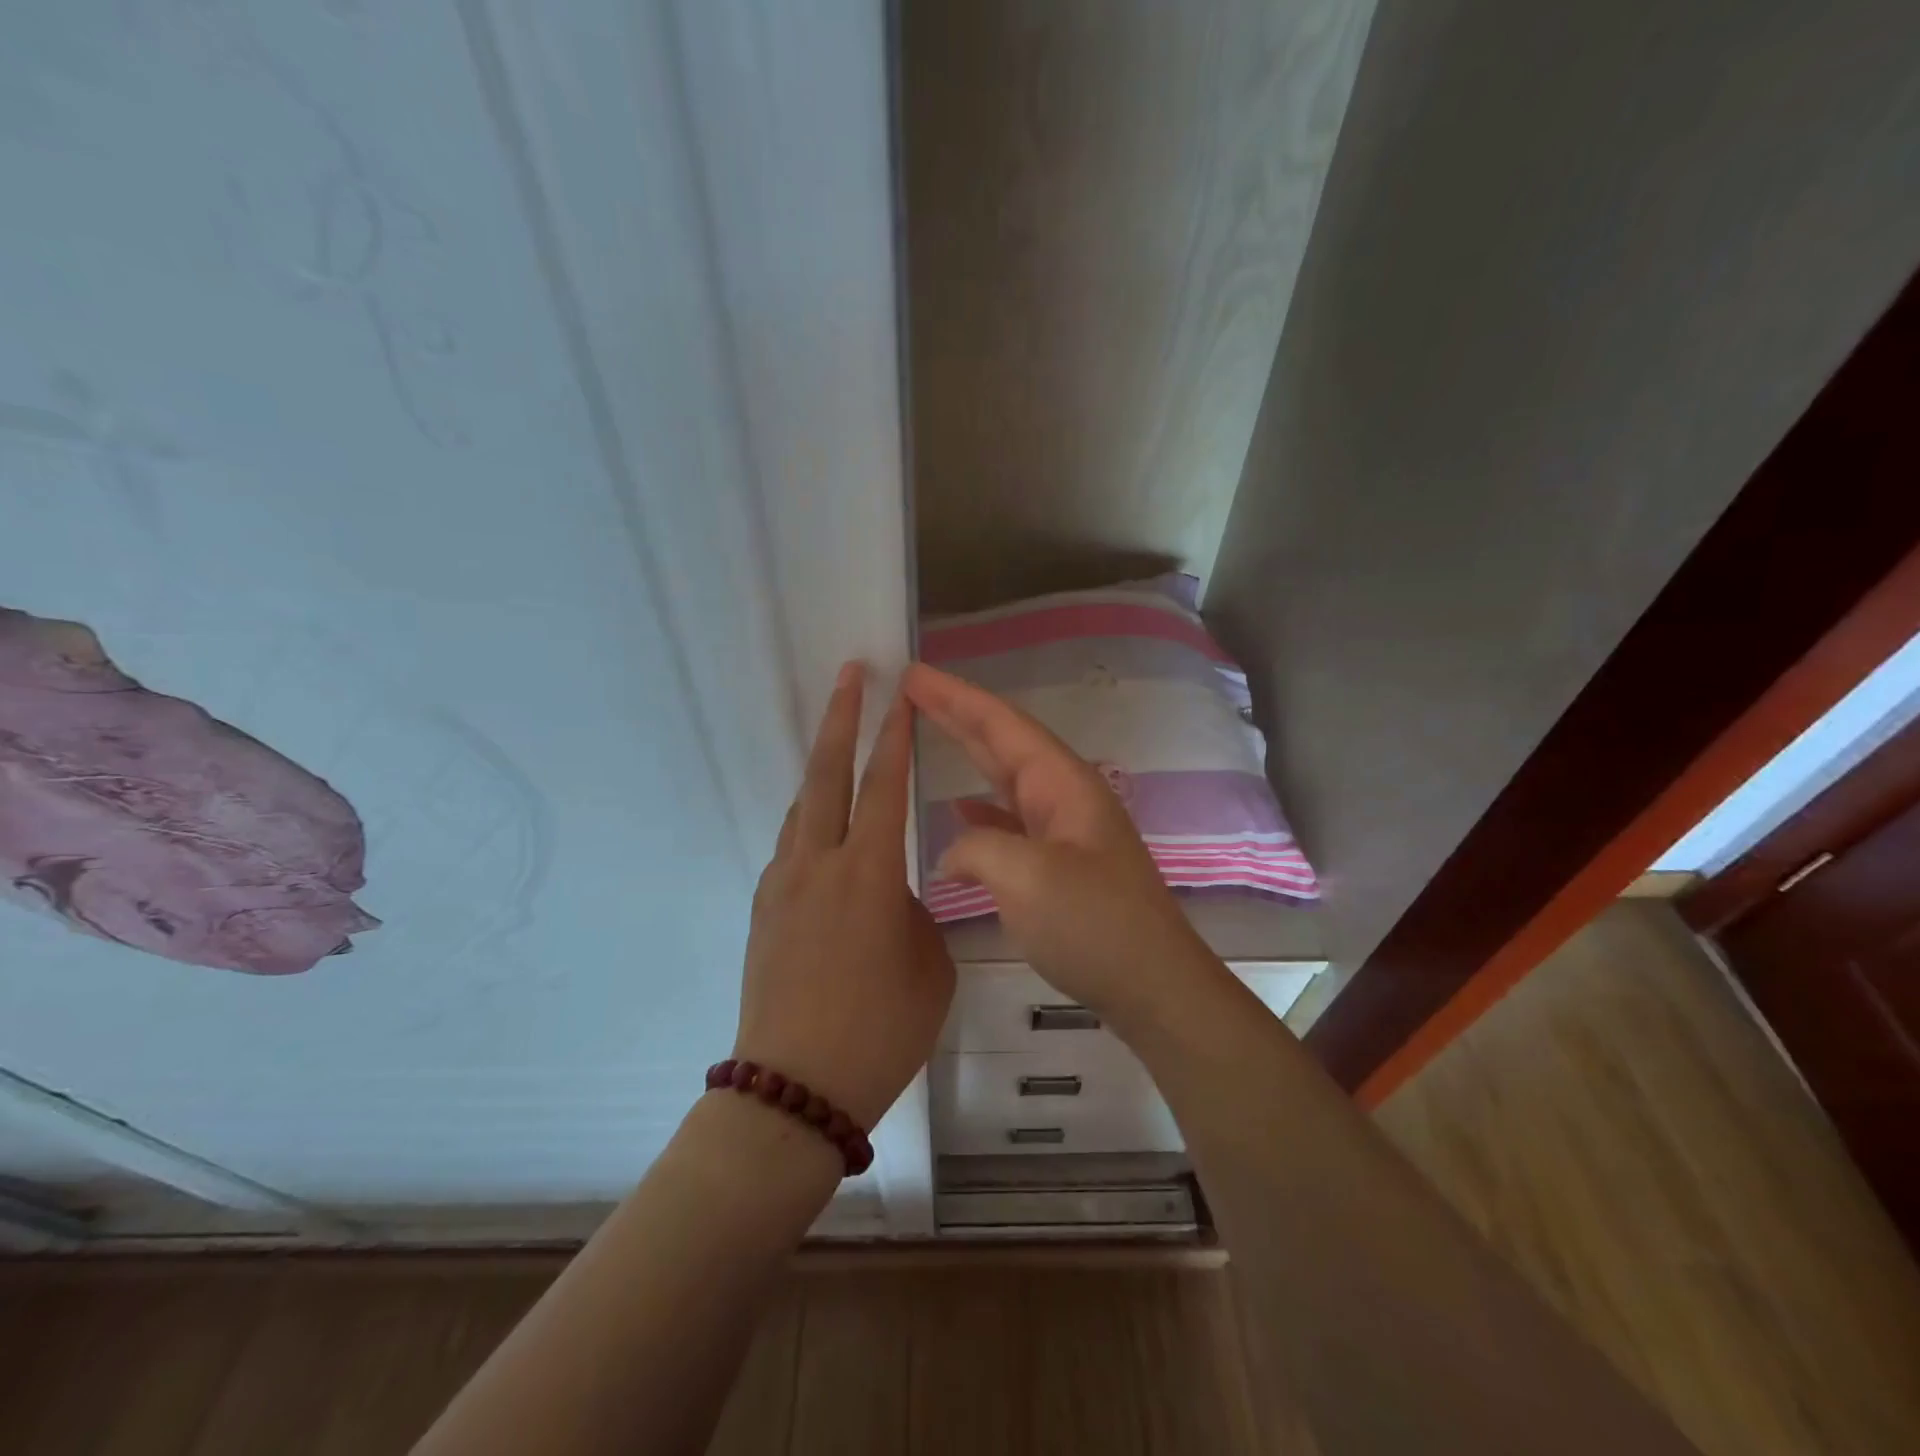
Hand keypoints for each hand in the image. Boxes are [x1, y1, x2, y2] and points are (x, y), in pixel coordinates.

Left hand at [733, 663, 954, 1129]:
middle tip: (852, 674)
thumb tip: (898, 893)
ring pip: (803, 806)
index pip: (884, 785)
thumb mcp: (930, 966)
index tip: (902, 694)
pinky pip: (791, 845)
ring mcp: (782, 883)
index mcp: (868, 872)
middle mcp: (818, 863)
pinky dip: (810, 820)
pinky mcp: (763, 908)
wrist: (795, 1087)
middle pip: (827, 773)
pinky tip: (824, 832)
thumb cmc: (880, 1030)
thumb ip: (918, 912)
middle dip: (842, 717)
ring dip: (821, 768)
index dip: (895, 735)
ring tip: (840, 746)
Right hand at [904, 663, 1210, 1023]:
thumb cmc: (1094, 924)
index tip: (915, 675)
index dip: (956, 698)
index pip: (1002, 725)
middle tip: (912, 690)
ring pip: (1006, 779)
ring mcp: (1064, 831)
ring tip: (927, 733)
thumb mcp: (1027, 878)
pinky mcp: (1060, 864)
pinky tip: (958, 812)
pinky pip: (1011, 821)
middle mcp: (1064, 796)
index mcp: (1062, 784)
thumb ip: (978, 848)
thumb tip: (953, 851)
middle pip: (1004, 742)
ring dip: (968, 754)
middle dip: (958, 714)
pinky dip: (982, 810)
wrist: (1153, 986)